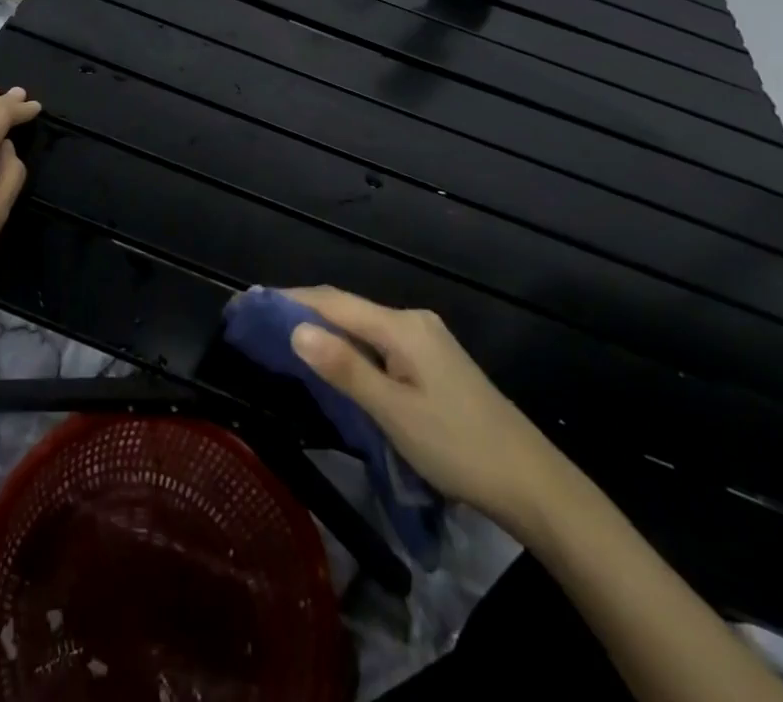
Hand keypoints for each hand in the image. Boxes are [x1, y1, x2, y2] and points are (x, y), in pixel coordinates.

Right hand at [285, 286, 574, 538]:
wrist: (532, 482)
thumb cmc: (458, 447)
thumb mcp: (394, 413)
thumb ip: (345, 369)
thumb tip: (296, 329)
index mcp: (402, 326)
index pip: (333, 302)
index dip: (289, 300)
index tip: (250, 303)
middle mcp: (412, 321)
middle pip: (347, 308)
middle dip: (302, 312)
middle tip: (259, 324)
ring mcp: (425, 340)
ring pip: (362, 326)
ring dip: (324, 330)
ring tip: (284, 341)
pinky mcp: (432, 362)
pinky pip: (378, 343)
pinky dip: (348, 346)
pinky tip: (334, 362)